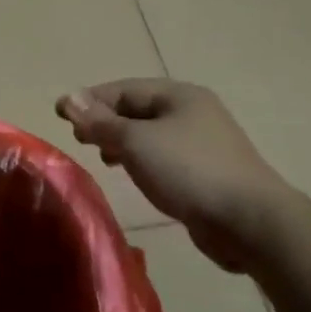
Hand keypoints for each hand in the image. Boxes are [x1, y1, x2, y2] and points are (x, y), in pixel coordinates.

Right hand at [58, 79, 296, 273]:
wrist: (250, 222)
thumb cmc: (189, 171)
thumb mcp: (135, 142)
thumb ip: (99, 121)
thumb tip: (68, 97)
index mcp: (178, 95)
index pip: (123, 89)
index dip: (89, 100)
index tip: (60, 116)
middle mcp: (193, 112)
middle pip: (137, 110)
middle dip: (105, 122)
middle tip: (79, 140)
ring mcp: (204, 143)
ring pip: (150, 135)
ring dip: (122, 143)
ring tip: (103, 159)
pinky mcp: (208, 172)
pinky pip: (164, 157)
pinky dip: (142, 161)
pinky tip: (133, 176)